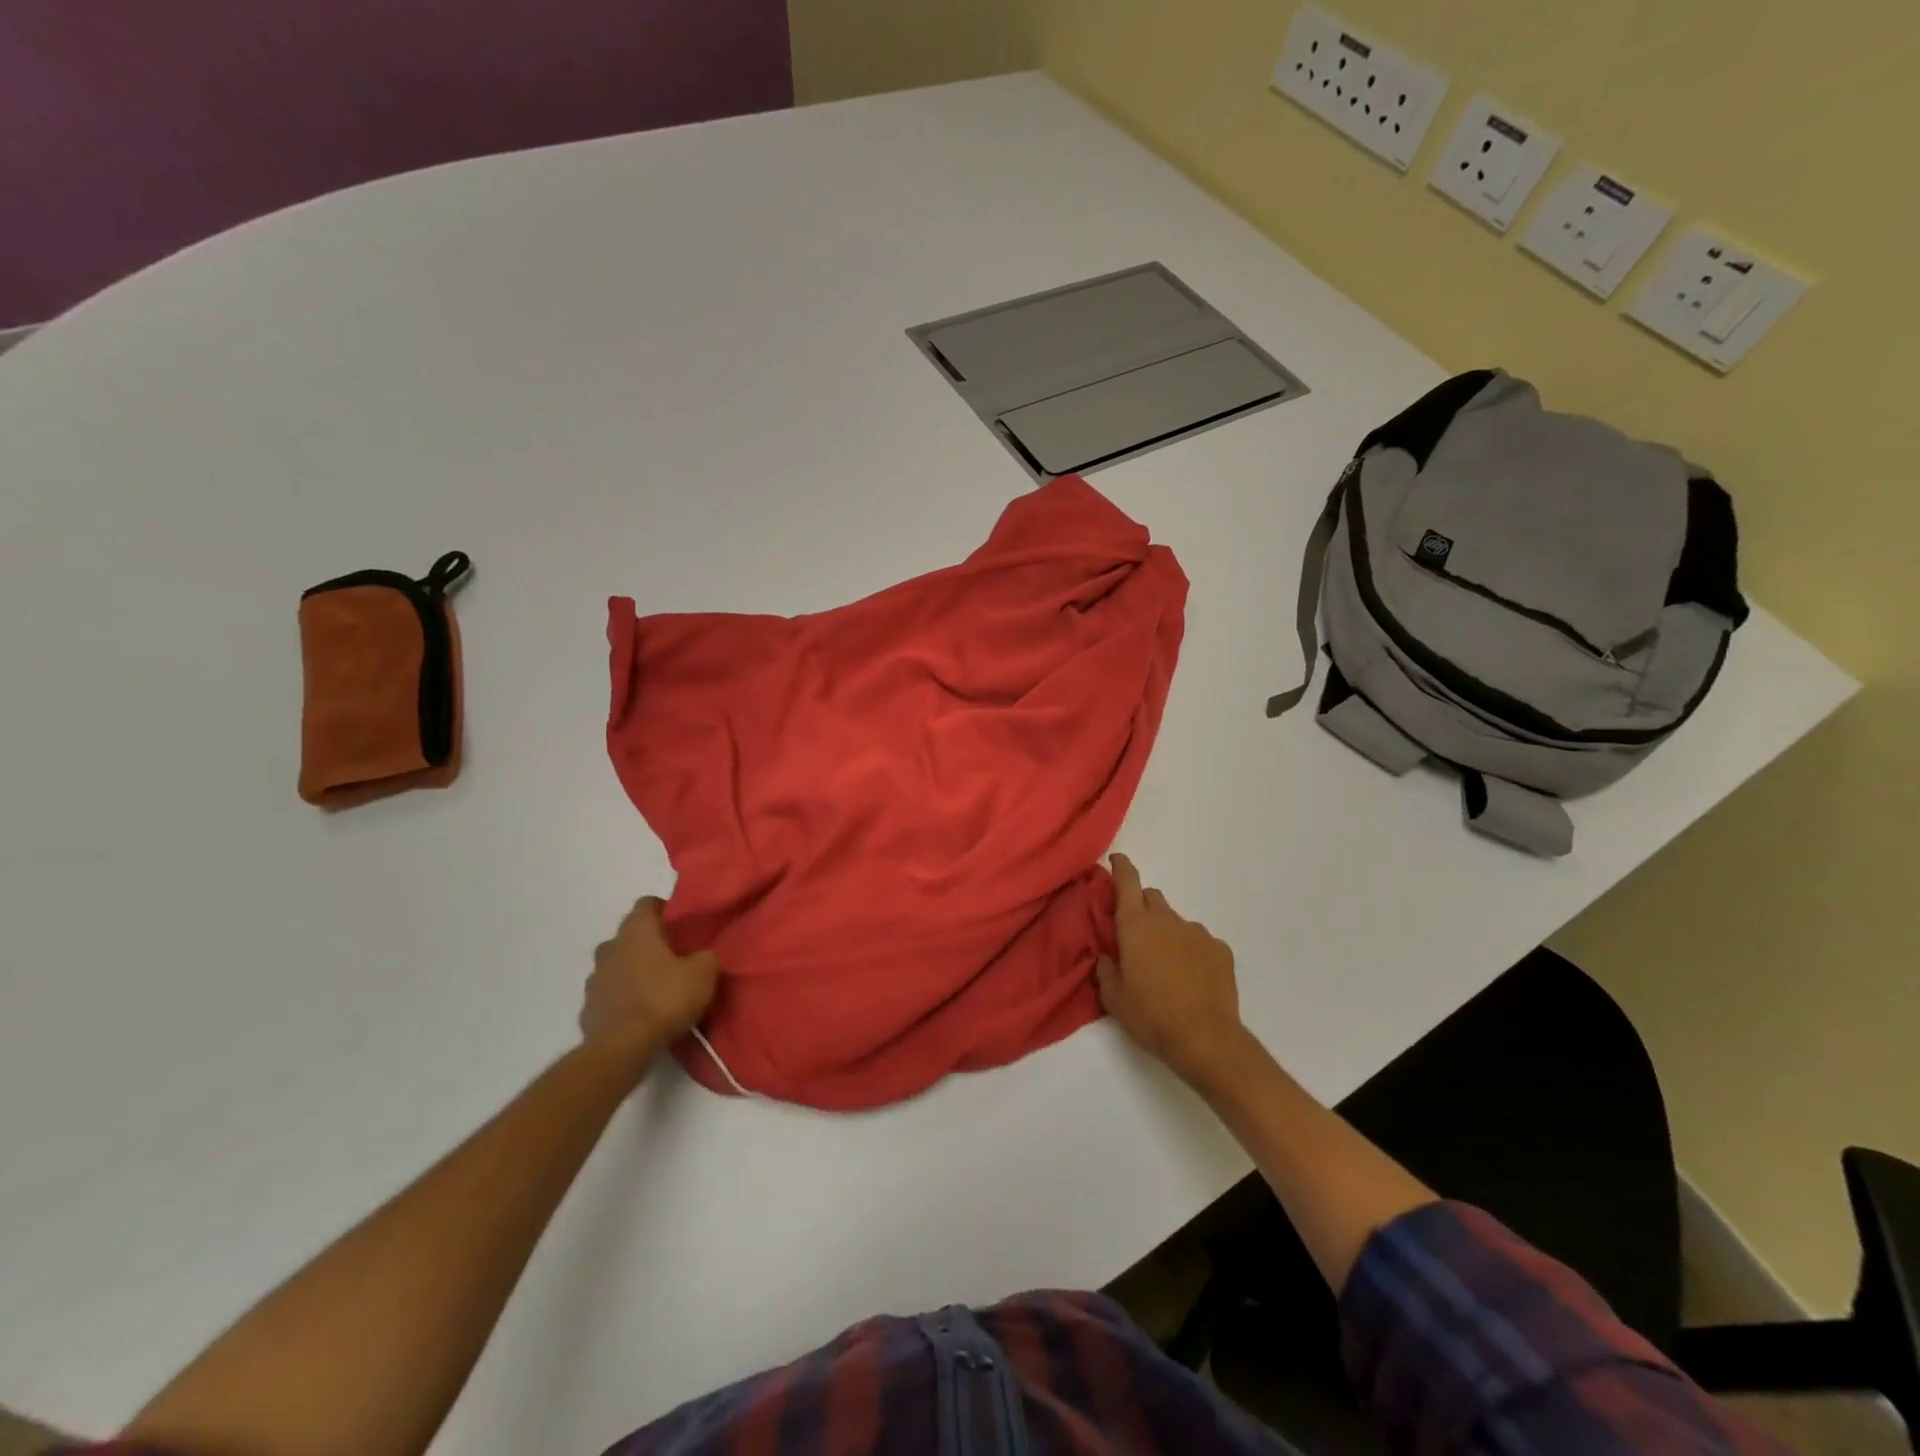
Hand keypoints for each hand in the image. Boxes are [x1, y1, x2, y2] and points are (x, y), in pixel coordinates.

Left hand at [580, 896, 719, 1071]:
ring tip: (657, 989)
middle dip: (649, 943)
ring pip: (617, 965)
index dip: (665, 910)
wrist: (623, 1048)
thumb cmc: (665, 999)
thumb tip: (702, 956)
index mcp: (637, 931)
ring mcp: (594, 979)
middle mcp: (610, 947)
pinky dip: (622, 999)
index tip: (681, 925)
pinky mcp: (587, 1009)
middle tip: (674, 958)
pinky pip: (609, 995)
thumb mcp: (704, 973)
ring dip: (633, 971)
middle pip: (630, 936)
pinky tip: (640, 1014)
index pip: (647, 903)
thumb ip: (705, 956)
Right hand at [1096, 853, 1245, 1085]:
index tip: (1116, 860)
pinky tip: (1191, 978)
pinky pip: (1199, 941)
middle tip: (1135, 934)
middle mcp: (1167, 920)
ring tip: (1166, 966)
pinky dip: (1191, 951)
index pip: (1128, 882)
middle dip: (1141, 907)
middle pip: (1152, 897)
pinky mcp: (1220, 950)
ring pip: (1176, 922)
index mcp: (1136, 926)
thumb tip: (1108, 955)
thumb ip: (1106, 969)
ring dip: (1167, 933)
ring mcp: (1197, 933)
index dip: (1121, 867)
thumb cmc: (1151, 1016)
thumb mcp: (1113, 998)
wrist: (1206, 1040)